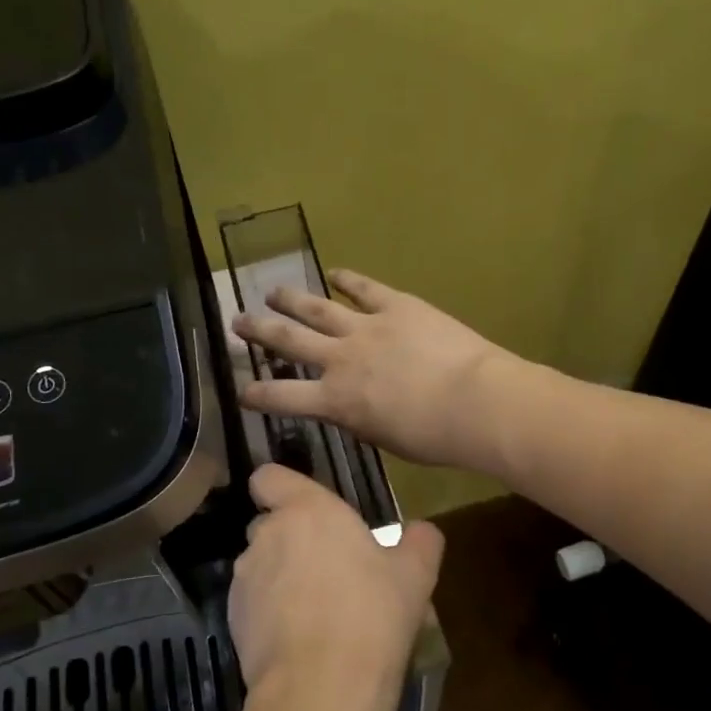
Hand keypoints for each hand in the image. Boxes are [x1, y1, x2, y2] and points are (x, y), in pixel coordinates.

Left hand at [229, 464, 442, 710]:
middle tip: (329, 568)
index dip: (281, 487)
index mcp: (307, 510)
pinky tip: (300, 640)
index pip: (268, 477)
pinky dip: (269, 613)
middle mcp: (267, 534)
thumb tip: (422, 530)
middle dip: (292, 539)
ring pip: (261, 565)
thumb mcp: (416, 575)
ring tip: (317, 611)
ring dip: (281, 577)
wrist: (322, 690)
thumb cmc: (372, 616)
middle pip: (270, 524)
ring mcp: (245, 578)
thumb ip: (420, 541)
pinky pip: (253, 603)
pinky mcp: (232, 619)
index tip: (304, 507)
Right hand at [233, 269, 515, 468]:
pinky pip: (365, 289)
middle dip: (260, 331)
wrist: (473, 401)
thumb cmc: (434, 436)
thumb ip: (360, 420)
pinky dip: (349, 279)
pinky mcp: (397, 306)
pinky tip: (335, 272)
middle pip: (290, 341)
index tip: (240, 390)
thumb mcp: (385, 438)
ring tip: (271, 291)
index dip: (258, 394)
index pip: (284, 397)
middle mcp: (341, 360)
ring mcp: (367, 327)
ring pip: (318, 309)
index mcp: (337, 401)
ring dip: (292, 299)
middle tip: (238, 320)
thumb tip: (350, 408)